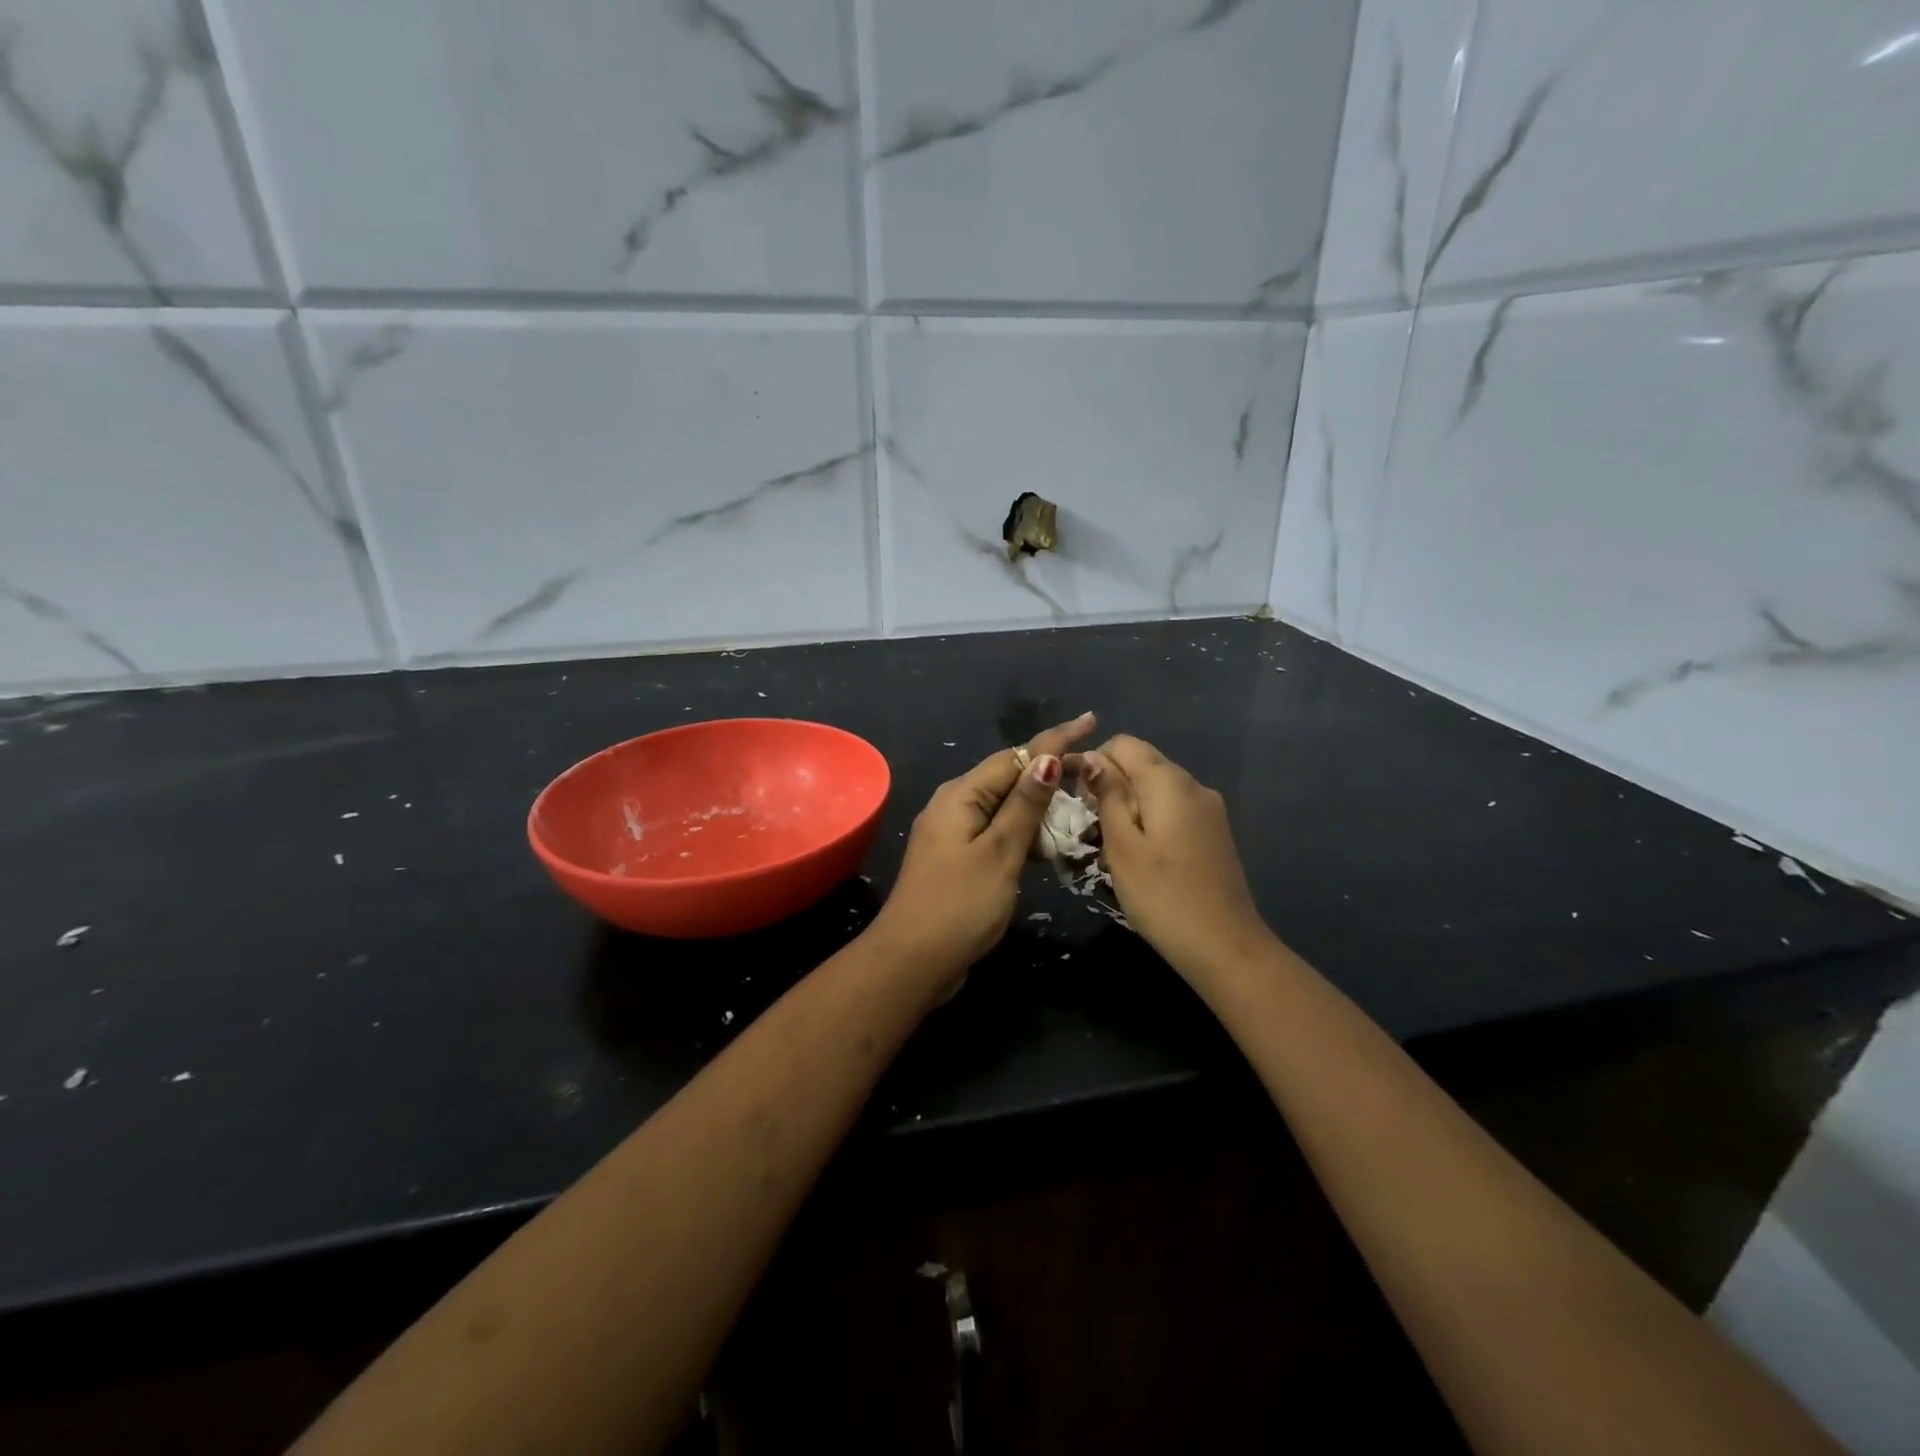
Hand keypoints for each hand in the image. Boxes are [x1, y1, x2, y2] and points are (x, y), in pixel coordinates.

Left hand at [872, 712, 1097, 978]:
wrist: (912, 961)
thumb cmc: (959, 904)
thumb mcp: (1000, 852)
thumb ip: (1024, 806)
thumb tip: (1047, 758)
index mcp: (961, 795)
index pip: (1015, 755)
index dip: (1054, 739)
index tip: (1091, 721)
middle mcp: (954, 805)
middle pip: (1009, 777)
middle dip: (1050, 771)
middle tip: (1094, 770)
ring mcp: (953, 833)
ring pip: (1004, 806)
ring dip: (1039, 804)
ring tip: (1081, 803)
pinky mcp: (958, 858)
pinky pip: (997, 831)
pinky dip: (1024, 832)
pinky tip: (1048, 842)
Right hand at [1075, 735, 1271, 978]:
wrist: (1224, 946)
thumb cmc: (1161, 896)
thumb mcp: (1121, 845)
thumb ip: (1107, 795)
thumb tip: (1092, 757)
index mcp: (1168, 781)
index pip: (1123, 744)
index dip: (1094, 762)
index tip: (1079, 801)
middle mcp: (1193, 784)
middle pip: (1142, 763)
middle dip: (1111, 785)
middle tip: (1093, 829)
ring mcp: (1209, 808)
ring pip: (1157, 787)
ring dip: (1130, 805)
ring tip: (1115, 846)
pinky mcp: (1215, 831)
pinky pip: (1174, 808)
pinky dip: (1152, 819)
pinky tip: (1145, 856)